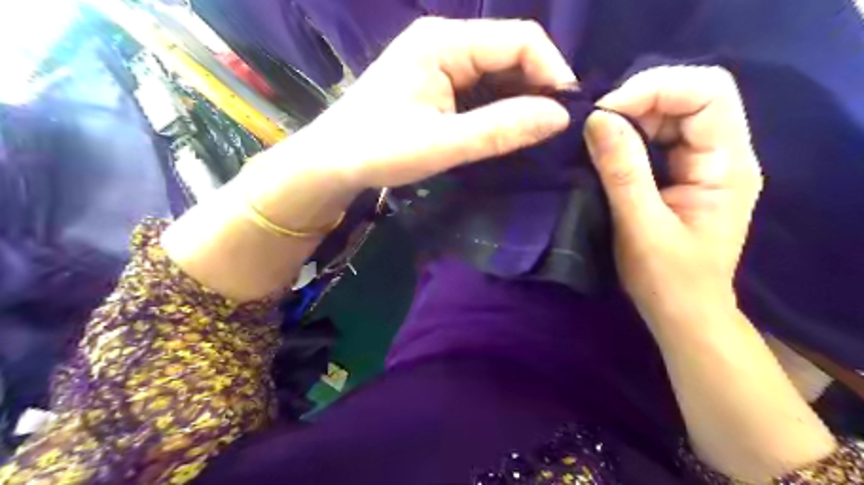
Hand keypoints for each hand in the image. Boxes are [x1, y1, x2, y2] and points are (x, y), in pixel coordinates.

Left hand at [302, 18, 575, 190]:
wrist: (331, 162)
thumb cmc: (378, 150)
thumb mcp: (442, 144)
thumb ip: (500, 128)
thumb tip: (559, 117)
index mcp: (443, 41)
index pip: (520, 39)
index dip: (552, 72)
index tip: (567, 114)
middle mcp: (444, 40)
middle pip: (511, 52)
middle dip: (538, 87)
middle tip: (553, 130)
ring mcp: (438, 59)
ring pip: (498, 70)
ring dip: (520, 99)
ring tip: (533, 132)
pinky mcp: (435, 80)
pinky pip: (480, 85)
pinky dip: (499, 105)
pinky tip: (506, 127)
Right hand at [580, 67, 761, 325]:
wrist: (683, 313)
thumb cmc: (667, 279)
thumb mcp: (640, 226)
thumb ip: (622, 171)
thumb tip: (597, 119)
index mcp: (728, 165)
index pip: (707, 93)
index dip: (656, 89)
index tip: (606, 112)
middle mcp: (724, 154)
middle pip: (690, 96)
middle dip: (639, 100)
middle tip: (595, 123)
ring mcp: (704, 163)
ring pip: (672, 114)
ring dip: (632, 117)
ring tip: (596, 135)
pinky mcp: (684, 174)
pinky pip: (659, 137)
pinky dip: (630, 134)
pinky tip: (608, 148)